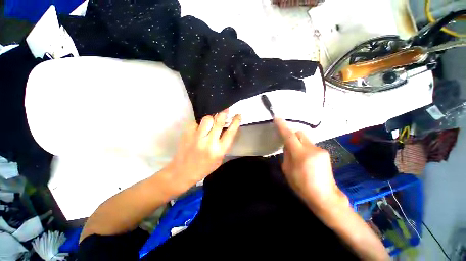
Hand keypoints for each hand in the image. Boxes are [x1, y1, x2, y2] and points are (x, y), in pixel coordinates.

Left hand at [165, 109, 240, 192]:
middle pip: (219, 121)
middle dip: (224, 113)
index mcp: (219, 150)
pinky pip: (196, 122)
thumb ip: (224, 144)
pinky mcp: (187, 133)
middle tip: (226, 109)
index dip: (236, 121)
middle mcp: (209, 142)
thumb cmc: (204, 167)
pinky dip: (199, 123)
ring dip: (211, 117)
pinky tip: (199, 128)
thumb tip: (227, 128)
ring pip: (207, 118)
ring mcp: (197, 137)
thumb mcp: (219, 158)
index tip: (238, 115)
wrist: (183, 171)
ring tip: (211, 121)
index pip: (230, 132)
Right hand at [274, 118, 348, 210]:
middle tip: (287, 143)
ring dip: (298, 143)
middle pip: (299, 133)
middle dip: (292, 134)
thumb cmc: (301, 185)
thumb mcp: (287, 170)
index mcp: (301, 154)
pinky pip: (310, 145)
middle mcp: (312, 149)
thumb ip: (286, 154)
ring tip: (297, 156)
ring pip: (305, 139)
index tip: (277, 118)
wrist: (324, 196)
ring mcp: (320, 150)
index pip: (289, 136)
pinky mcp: (325, 152)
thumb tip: (287, 145)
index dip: (282, 126)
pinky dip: (304, 148)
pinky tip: (306, 159)